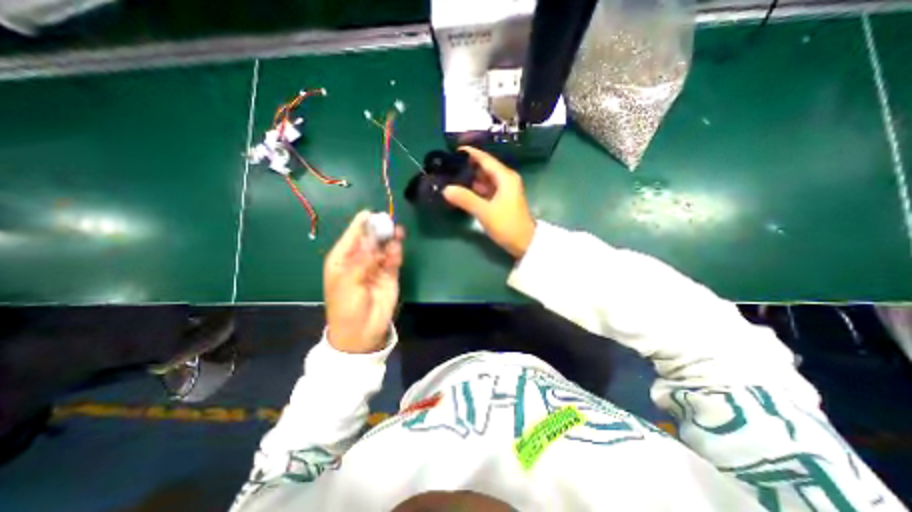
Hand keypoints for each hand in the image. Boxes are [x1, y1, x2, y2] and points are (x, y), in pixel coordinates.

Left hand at [321, 210, 402, 352]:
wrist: (362, 332)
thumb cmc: (346, 306)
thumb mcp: (348, 282)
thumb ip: (362, 259)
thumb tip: (371, 237)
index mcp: (343, 258)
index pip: (353, 235)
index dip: (362, 223)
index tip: (372, 213)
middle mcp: (360, 258)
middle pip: (371, 238)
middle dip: (379, 230)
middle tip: (389, 223)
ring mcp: (376, 265)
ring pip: (385, 247)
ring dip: (391, 239)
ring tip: (397, 232)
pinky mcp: (390, 274)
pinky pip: (394, 259)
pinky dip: (396, 253)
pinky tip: (397, 249)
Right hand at [443, 149, 534, 259]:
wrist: (525, 243)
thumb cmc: (507, 225)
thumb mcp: (485, 212)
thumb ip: (465, 199)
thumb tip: (446, 189)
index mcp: (505, 177)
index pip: (485, 159)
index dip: (470, 153)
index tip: (454, 150)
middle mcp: (506, 180)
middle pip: (485, 168)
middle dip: (468, 167)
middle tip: (448, 167)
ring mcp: (505, 191)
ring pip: (485, 180)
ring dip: (471, 179)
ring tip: (452, 178)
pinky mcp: (502, 200)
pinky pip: (487, 190)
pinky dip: (476, 190)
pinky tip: (463, 192)